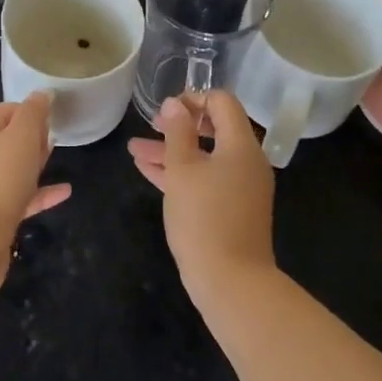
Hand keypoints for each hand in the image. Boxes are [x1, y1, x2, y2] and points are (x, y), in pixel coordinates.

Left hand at [0, 92, 70, 302]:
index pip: (6, 110)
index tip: (55, 115)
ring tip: (59, 157)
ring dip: (36, 162)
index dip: (31, 109)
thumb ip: (33, 114)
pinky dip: (40, 193)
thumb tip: (42, 95)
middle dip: (32, 135)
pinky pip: (21, 198)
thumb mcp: (20, 138)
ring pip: (13, 169)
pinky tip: (65, 193)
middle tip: (57, 134)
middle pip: (7, 139)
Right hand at [127, 90, 275, 300]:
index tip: (166, 109)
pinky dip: (180, 172)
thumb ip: (177, 132)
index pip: (223, 102)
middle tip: (151, 126)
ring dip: (171, 150)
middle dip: (179, 125)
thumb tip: (175, 104)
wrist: (232, 282)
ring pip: (204, 157)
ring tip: (134, 149)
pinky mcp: (232, 209)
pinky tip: (147, 170)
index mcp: (241, 145)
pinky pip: (206, 179)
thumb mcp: (182, 170)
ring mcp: (241, 187)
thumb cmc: (204, 218)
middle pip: (214, 128)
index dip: (193, 97)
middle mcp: (247, 161)